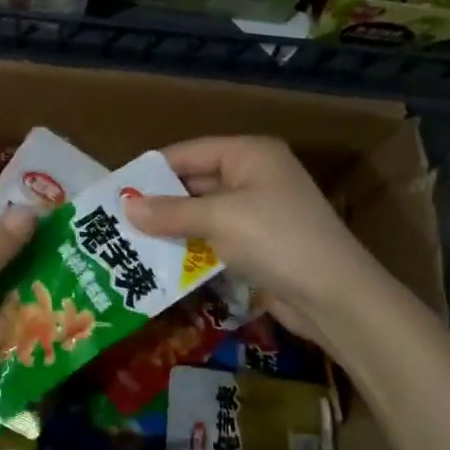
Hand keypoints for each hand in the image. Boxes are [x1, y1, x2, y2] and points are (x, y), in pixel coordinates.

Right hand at [124, 136, 377, 341]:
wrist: (335, 296)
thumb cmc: (276, 239)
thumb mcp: (218, 219)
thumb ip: (170, 212)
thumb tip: (125, 206)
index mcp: (249, 154)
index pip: (188, 152)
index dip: (151, 170)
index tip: (115, 189)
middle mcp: (254, 175)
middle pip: (195, 182)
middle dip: (159, 202)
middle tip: (116, 219)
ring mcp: (258, 211)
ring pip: (203, 213)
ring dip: (172, 227)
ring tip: (129, 241)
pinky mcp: (259, 244)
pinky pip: (215, 238)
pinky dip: (191, 247)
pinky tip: (161, 261)